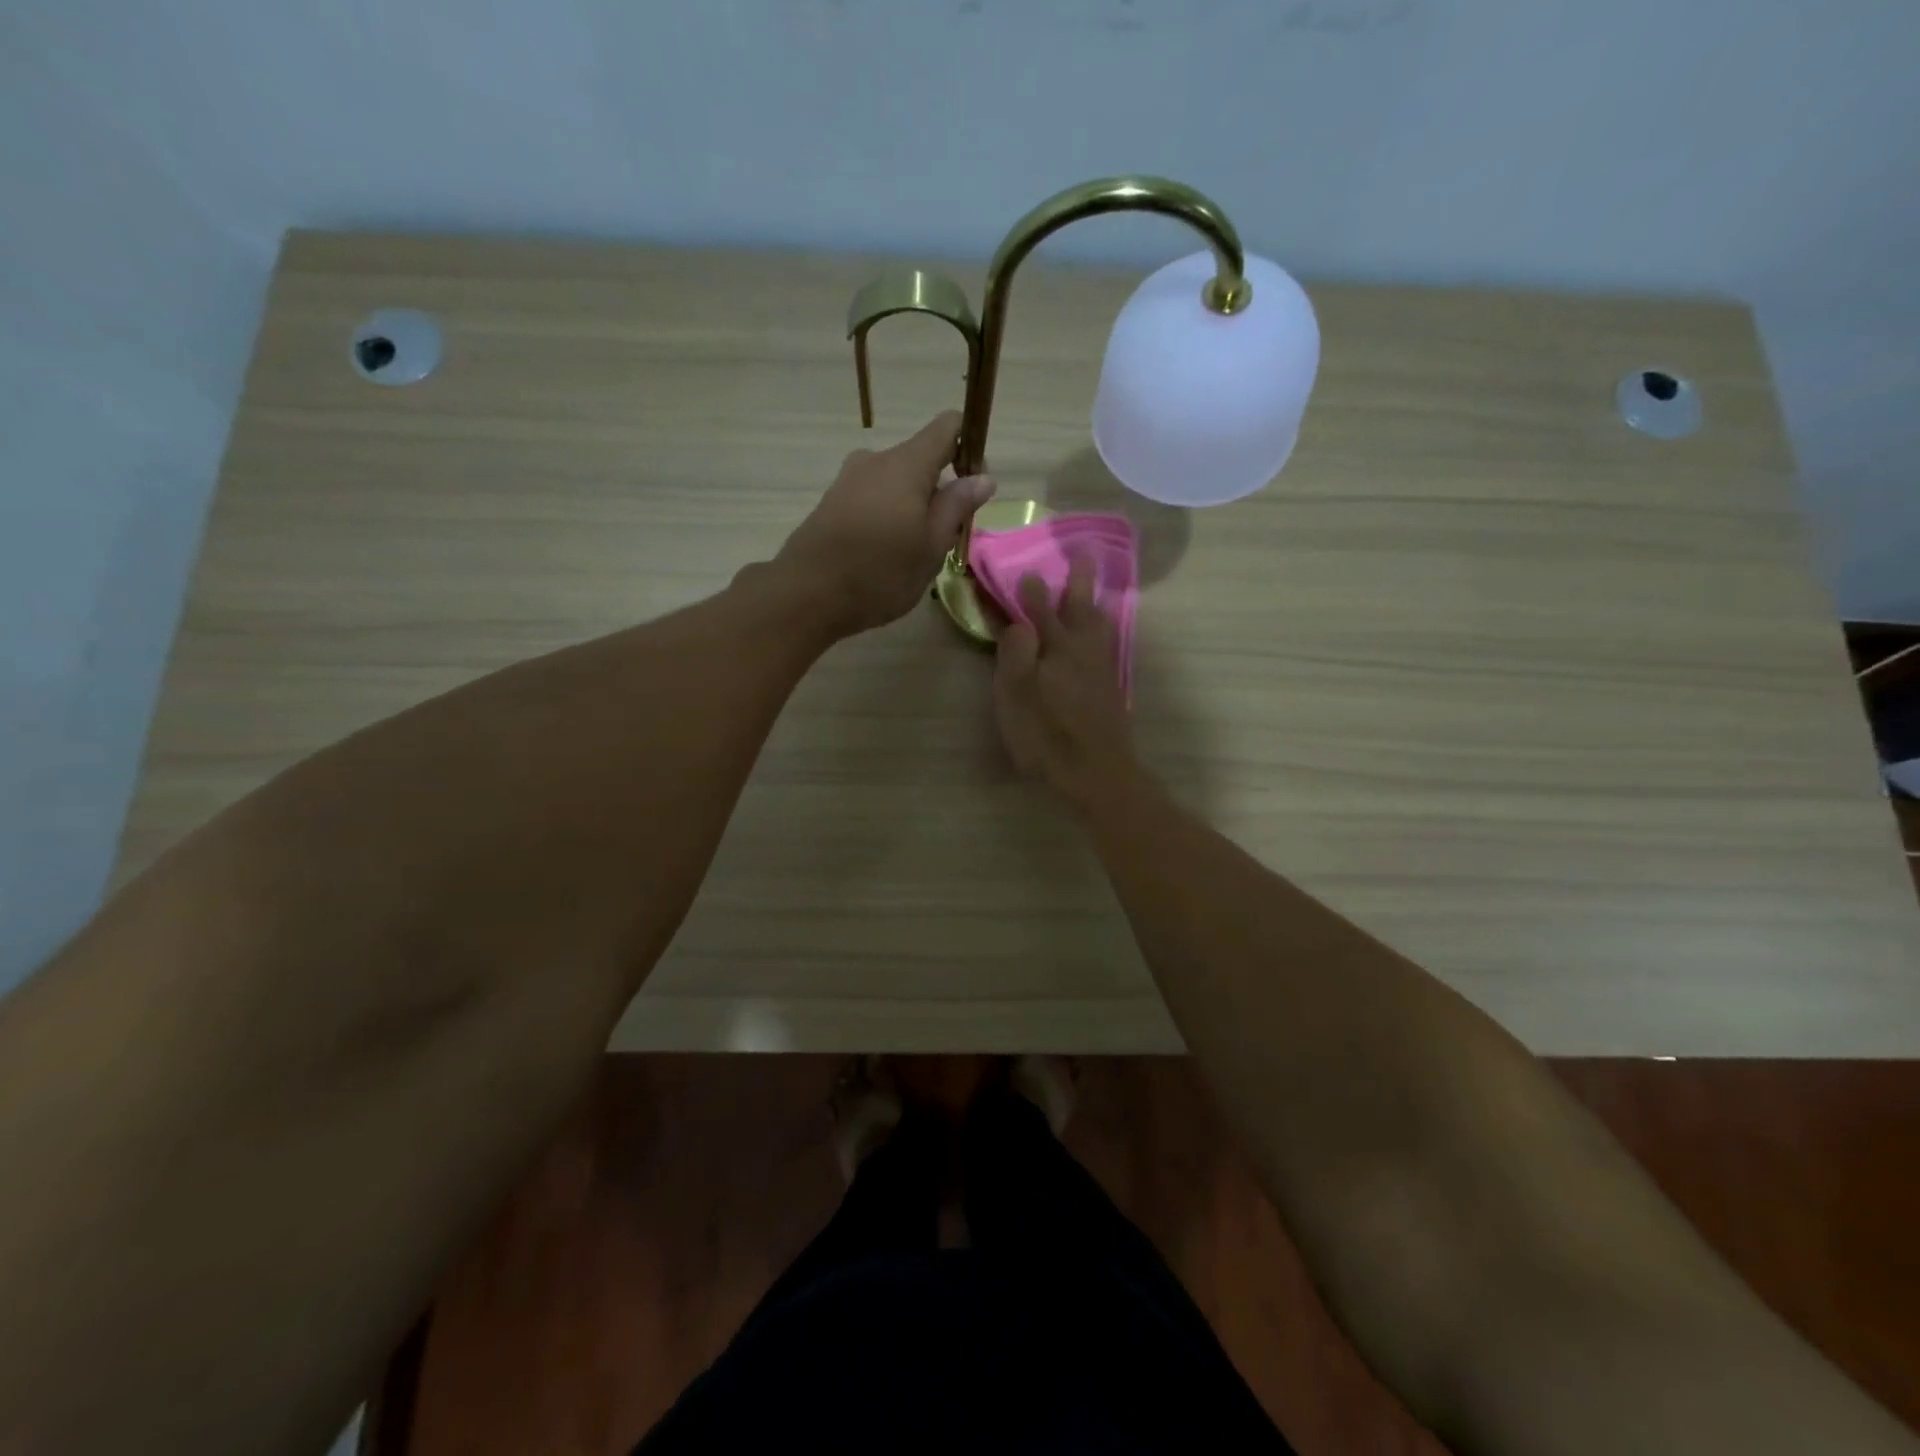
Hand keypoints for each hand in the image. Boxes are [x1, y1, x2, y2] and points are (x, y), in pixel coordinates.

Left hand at [777, 411, 995, 636]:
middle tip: (945, 537)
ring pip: (895, 482)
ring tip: (913, 552)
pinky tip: (884, 554)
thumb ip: (957, 507)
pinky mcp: (831, 501)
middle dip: (940, 490)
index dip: (969, 446)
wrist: (806, 595)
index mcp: (906, 465)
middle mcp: (875, 460)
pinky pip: (872, 497)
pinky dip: (887, 515)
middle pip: (921, 459)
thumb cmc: (880, 573)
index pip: (947, 427)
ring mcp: (848, 479)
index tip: (974, 483)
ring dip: (912, 506)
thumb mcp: (931, 547)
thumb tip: (983, 477)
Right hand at [994, 559, 1135, 807]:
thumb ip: (1015, 653)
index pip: (1037, 610)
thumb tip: (1018, 621)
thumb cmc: (1047, 735)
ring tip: (1092, 587)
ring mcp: (1100, 668)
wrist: (1096, 772)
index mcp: (1055, 647)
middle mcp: (1081, 650)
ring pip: (1098, 623)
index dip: (1028, 591)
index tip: (1022, 570)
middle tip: (1083, 554)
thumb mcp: (1016, 696)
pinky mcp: (1109, 687)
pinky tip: (1101, 633)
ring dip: (1093, 602)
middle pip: (1079, 607)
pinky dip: (1103, 628)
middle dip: (1078, 581)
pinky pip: (1106, 642)